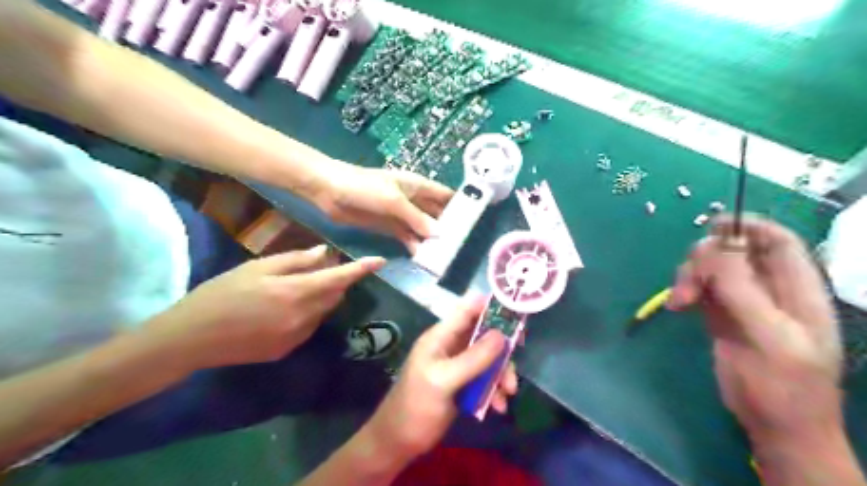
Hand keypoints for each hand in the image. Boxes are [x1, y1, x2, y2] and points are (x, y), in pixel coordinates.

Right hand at [147, 246, 382, 369]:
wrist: (192, 338)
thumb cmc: (222, 294)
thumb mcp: (257, 268)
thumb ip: (296, 261)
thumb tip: (325, 253)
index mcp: (297, 292)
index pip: (340, 278)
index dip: (361, 269)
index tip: (380, 261)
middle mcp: (305, 317)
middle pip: (335, 296)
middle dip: (336, 281)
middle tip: (319, 269)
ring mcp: (298, 337)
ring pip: (323, 312)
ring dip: (321, 298)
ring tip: (294, 289)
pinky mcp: (289, 350)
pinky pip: (309, 326)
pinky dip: (307, 313)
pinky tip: (282, 310)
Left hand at [318, 163, 454, 252]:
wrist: (330, 191)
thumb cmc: (364, 187)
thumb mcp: (394, 200)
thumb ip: (417, 217)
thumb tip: (439, 234)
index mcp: (417, 186)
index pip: (445, 195)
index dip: (460, 205)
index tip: (475, 221)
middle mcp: (413, 200)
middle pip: (436, 214)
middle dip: (447, 227)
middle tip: (462, 245)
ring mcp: (401, 215)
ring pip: (422, 228)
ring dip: (432, 240)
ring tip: (445, 256)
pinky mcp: (389, 227)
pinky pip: (407, 237)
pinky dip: (415, 245)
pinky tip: (423, 257)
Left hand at [363, 298, 513, 460]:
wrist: (399, 442)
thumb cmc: (416, 406)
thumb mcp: (443, 380)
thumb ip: (473, 358)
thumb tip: (502, 334)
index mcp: (441, 337)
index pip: (467, 310)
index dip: (490, 306)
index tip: (516, 311)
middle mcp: (451, 346)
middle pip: (484, 335)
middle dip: (502, 349)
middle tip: (516, 361)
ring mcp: (458, 366)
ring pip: (489, 359)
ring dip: (502, 374)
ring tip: (508, 393)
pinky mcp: (463, 384)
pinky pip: (486, 379)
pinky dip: (495, 390)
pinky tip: (498, 407)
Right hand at [665, 215, 842, 442]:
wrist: (775, 425)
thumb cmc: (784, 385)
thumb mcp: (768, 337)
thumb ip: (743, 291)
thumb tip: (715, 248)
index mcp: (796, 289)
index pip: (777, 241)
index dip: (749, 226)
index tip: (713, 226)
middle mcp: (769, 289)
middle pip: (734, 252)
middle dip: (706, 259)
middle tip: (689, 281)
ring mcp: (742, 301)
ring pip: (711, 269)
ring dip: (690, 277)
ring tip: (679, 301)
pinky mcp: (721, 314)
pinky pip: (700, 288)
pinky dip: (685, 291)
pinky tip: (676, 307)